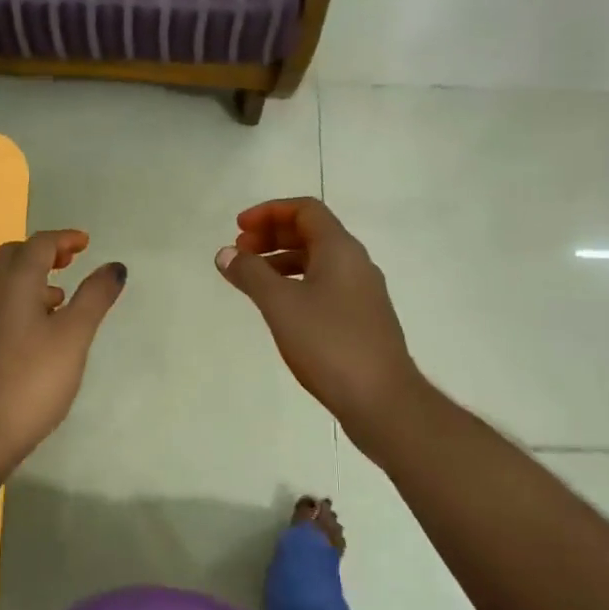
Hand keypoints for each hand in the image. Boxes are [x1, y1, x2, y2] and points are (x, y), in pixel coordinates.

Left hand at [0, 231, 125, 482]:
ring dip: (32, 278)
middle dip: (43, 252)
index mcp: (13, 284)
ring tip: (61, 298)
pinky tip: (39, 332)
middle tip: (70, 262)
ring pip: (3, 283)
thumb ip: (94, 297)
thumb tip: (114, 266)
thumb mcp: (73, 337)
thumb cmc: (32, 381)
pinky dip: (21, 301)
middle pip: (13, 257)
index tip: (86, 243)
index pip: (38, 245)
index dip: (64, 239)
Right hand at [216, 198, 420, 440]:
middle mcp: (356, 263)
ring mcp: (362, 293)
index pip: (305, 210)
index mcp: (341, 250)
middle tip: (241, 252)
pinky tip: (280, 308)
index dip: (269, 212)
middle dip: (273, 235)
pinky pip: (325, 286)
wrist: (381, 399)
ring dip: (283, 261)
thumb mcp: (280, 305)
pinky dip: (297, 284)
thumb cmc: (329, 344)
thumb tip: (226, 253)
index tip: (239, 228)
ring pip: (318, 262)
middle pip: (312, 233)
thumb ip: (251, 274)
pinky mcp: (362, 320)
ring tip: (252, 280)